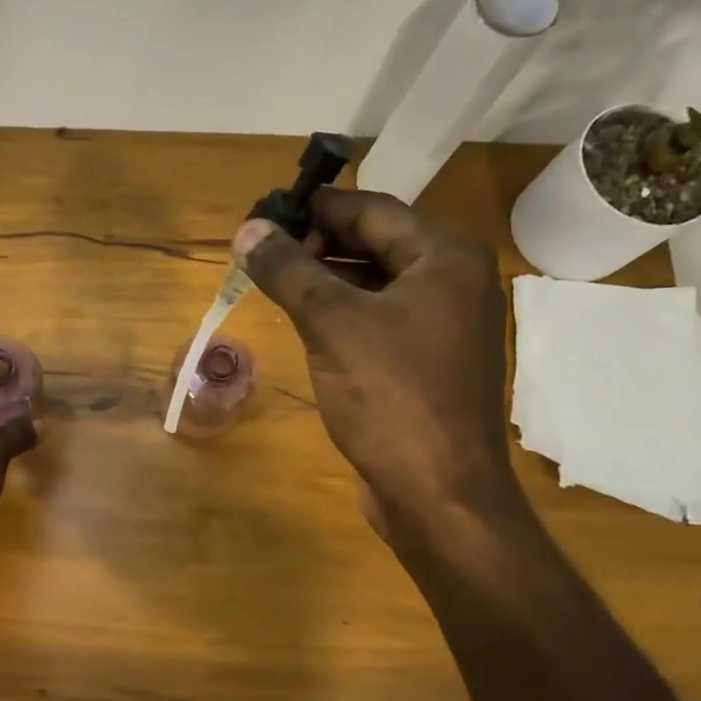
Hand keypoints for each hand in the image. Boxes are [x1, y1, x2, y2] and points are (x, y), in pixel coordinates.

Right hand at [233, 188, 517, 541]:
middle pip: (375, 242)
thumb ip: (288, 271)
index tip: (262, 220)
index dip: (313, 209)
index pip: (370, 208)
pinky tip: (306, 325)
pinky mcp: (429, 361)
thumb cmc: (391, 396)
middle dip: (316, 245)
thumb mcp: (331, 325)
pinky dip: (342, 314)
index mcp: (445, 256)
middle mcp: (453, 280)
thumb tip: (247, 230)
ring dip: (325, 280)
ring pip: (375, 283)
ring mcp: (445, 324)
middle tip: (261, 257)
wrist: (438, 491)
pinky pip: (379, 319)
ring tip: (274, 286)